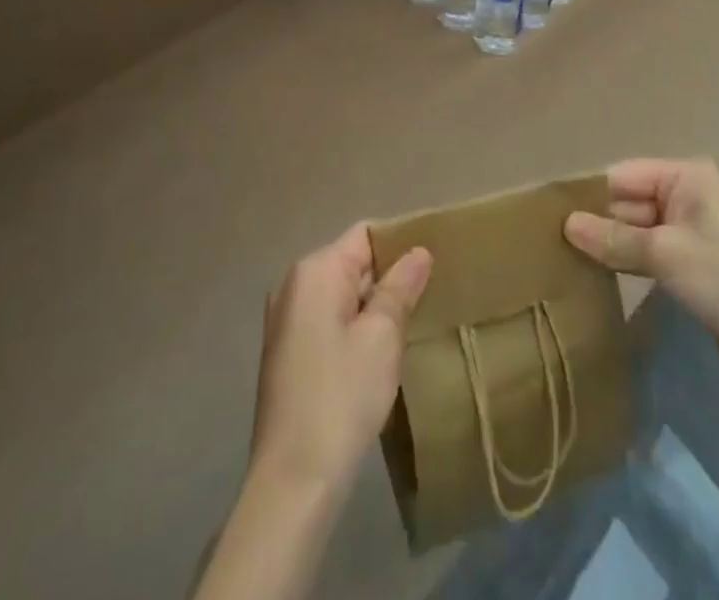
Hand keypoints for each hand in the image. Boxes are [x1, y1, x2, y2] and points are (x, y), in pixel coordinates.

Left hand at [249, 223, 432, 495]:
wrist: (292, 482)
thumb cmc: (342, 397)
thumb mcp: (382, 337)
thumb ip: (401, 287)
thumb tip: (419, 251)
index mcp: (315, 271)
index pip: (365, 236)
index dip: (400, 244)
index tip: (433, 264)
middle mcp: (293, 285)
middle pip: (351, 263)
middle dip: (388, 278)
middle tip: (428, 299)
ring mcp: (285, 320)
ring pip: (341, 295)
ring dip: (372, 307)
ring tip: (409, 326)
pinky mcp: (286, 353)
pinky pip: (327, 321)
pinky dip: (353, 328)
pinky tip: (377, 355)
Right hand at [564, 159, 718, 383]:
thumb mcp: (664, 255)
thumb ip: (613, 239)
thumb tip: (566, 225)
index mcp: (685, 176)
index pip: (623, 176)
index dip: (590, 195)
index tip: (551, 216)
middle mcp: (688, 194)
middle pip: (630, 201)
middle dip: (599, 222)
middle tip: (554, 243)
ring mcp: (693, 228)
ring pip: (638, 228)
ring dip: (613, 244)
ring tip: (568, 258)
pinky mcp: (694, 260)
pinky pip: (652, 250)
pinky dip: (631, 260)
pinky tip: (601, 274)